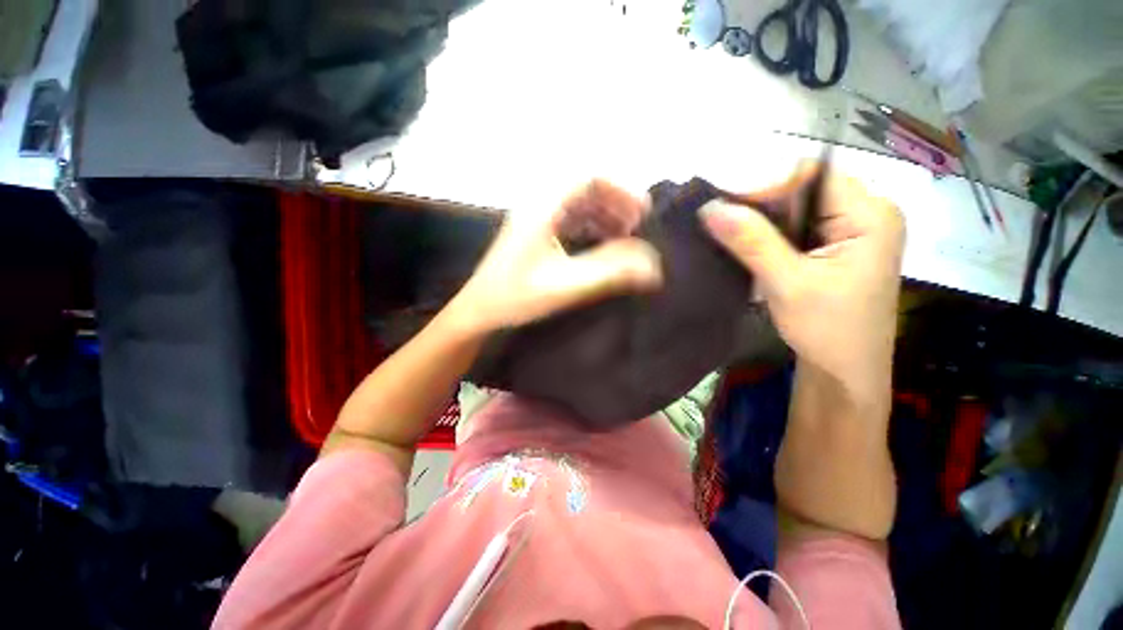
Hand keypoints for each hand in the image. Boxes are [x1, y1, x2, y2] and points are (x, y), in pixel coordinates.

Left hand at [448, 180, 662, 334]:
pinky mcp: (534, 230)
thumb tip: (653, 265)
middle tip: (636, 225)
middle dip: (615, 201)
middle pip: (584, 185)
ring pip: (577, 200)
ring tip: (623, 234)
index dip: (621, 188)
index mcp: (542, 207)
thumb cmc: (516, 298)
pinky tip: (600, 241)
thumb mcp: (566, 286)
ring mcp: (534, 216)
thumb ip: (609, 273)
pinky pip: (568, 215)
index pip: (588, 175)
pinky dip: (589, 223)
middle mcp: (537, 203)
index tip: (642, 212)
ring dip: (603, 212)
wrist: (479, 310)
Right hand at [700, 163, 903, 400]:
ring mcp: (849, 229)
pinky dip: (766, 232)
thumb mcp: (787, 283)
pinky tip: (743, 241)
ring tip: (723, 228)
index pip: (812, 174)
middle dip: (758, 201)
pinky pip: (795, 226)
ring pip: (795, 207)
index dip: (765, 183)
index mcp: (869, 214)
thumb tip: (709, 207)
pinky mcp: (832, 246)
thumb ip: (751, 242)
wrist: (844, 372)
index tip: (723, 204)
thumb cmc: (827, 331)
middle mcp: (865, 212)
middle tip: (716, 218)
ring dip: (759, 218)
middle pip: (803, 188)